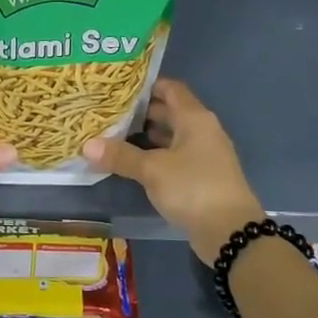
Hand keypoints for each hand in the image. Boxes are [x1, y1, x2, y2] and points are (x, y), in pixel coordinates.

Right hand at [82, 78, 262, 262]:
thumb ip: (121, 155)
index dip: (145, 85)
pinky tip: (132, 162)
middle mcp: (202, 130)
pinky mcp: (201, 176)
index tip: (117, 88)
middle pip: (169, 111)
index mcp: (195, 118)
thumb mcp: (152, 170)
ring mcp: (203, 154)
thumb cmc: (193, 188)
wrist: (231, 232)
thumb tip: (87, 145)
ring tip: (113, 135)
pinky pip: (174, 156)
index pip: (170, 88)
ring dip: (146, 135)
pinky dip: (154, 155)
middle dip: (140, 112)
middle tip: (108, 112)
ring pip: (171, 135)